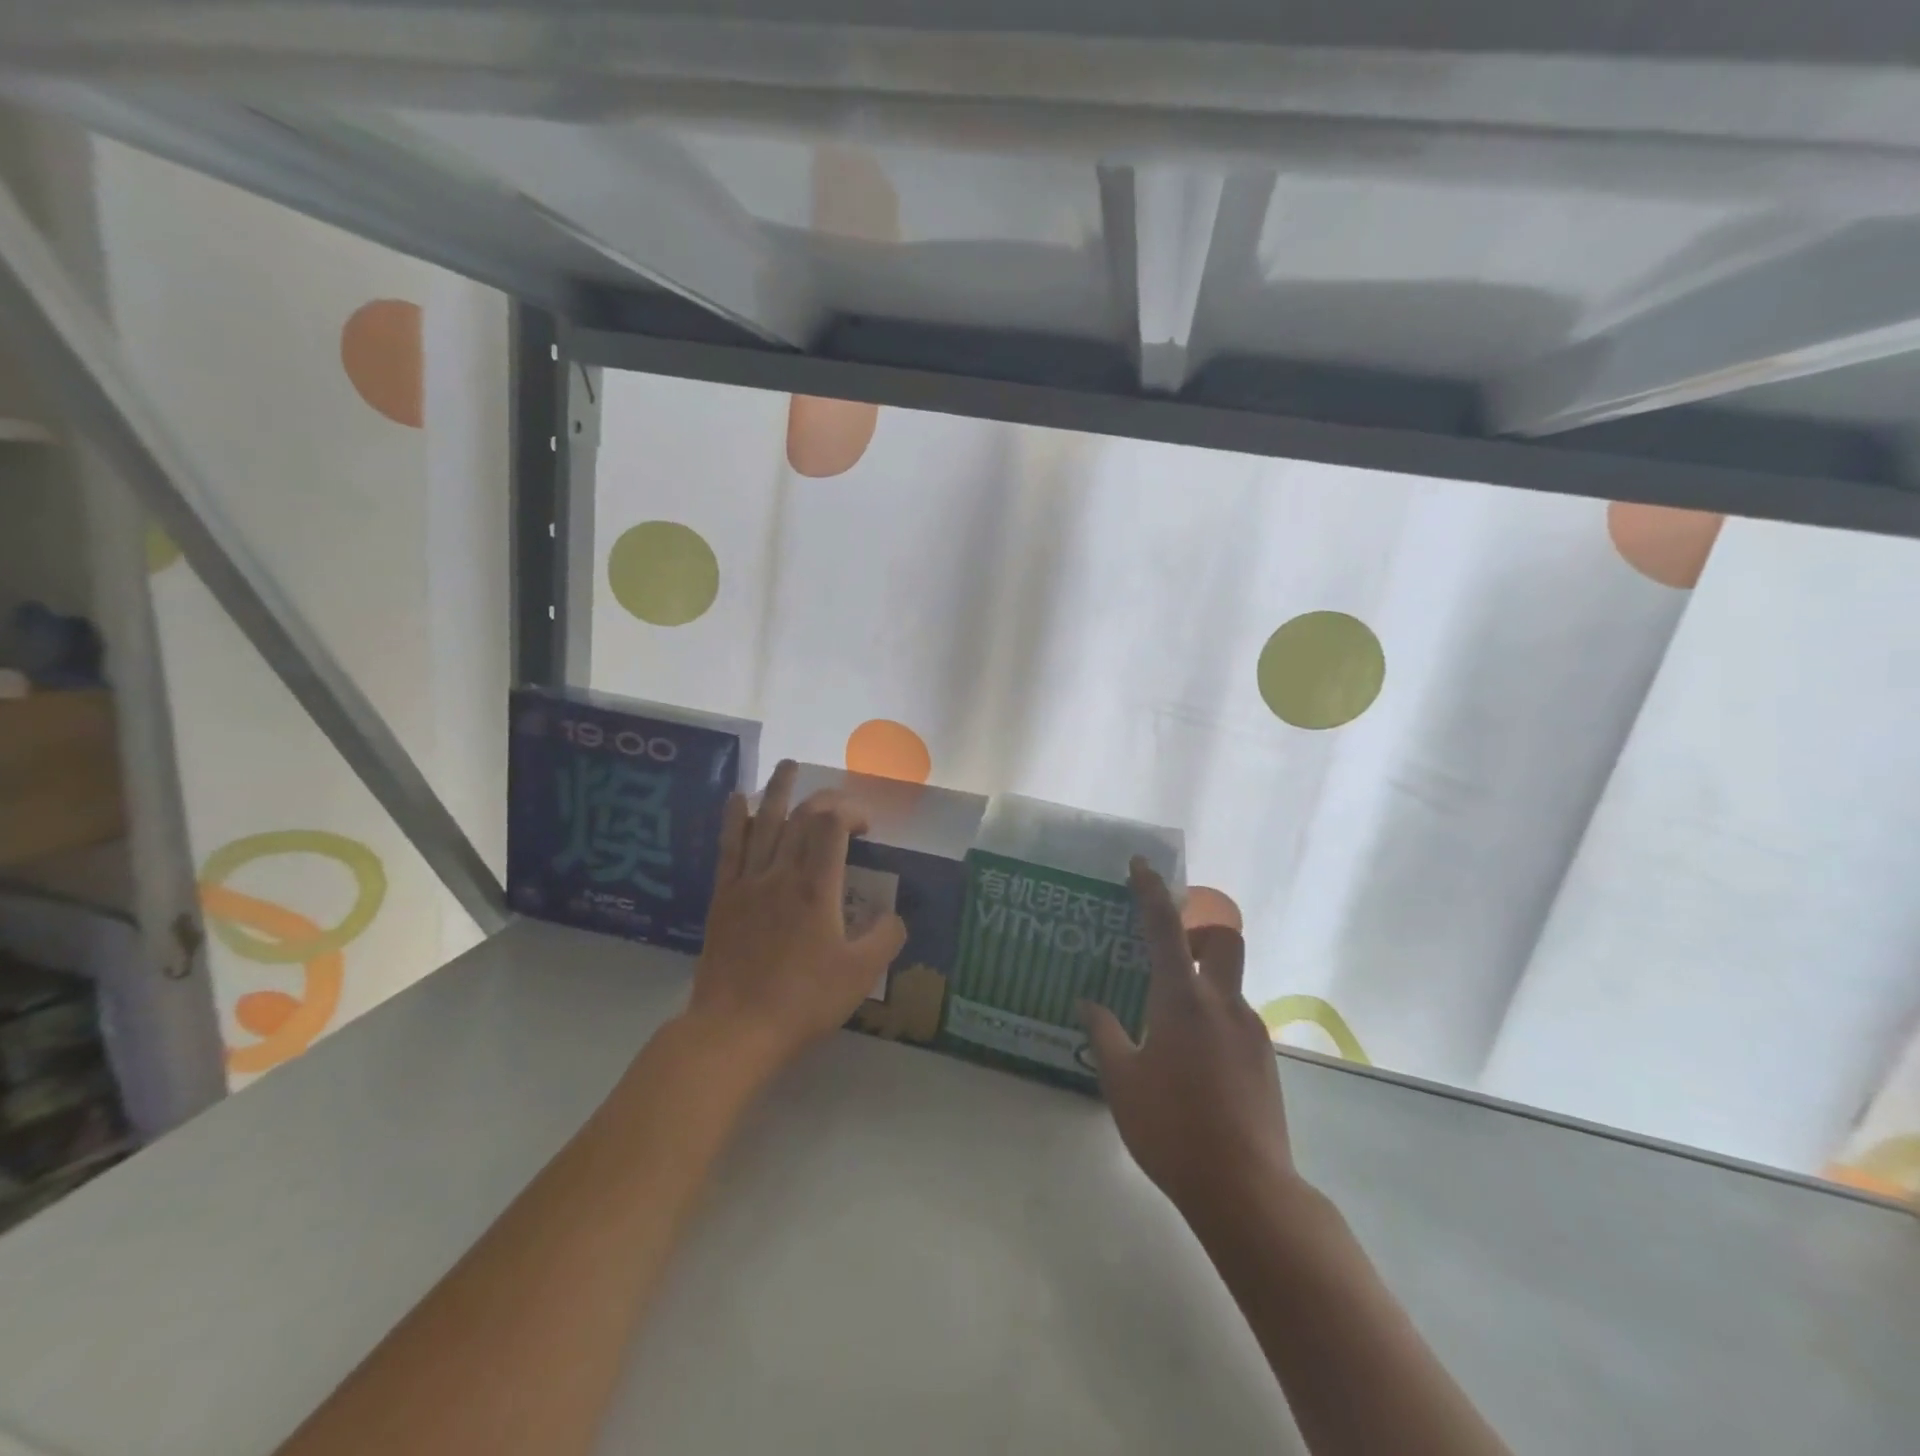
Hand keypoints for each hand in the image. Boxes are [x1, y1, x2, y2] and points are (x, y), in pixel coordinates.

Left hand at [685, 761, 906, 1077]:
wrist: (735, 1029)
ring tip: (788, 765)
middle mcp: (781, 873)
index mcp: (816, 888)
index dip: (852, 811)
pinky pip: (729, 847)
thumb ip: (885, 938)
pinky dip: (735, 818)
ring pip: (763, 821)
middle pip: (801, 816)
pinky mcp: (723, 897)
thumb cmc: (803, 1001)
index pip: (832, 825)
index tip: (866, 827)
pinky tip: (737, 799)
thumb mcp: (860, 975)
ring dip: (778, 790)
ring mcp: (748, 882)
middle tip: (841, 802)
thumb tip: (894, 915)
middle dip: (824, 799)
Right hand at [1081, 859, 1298, 1222]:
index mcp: (1182, 999)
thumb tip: (1088, 1003)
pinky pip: (1235, 1018)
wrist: (1247, 1190)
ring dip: (1200, 982)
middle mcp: (1223, 1003)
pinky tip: (1192, 1060)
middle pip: (1222, 938)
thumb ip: (1104, 1033)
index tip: (1141, 865)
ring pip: (1228, 983)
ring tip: (1168, 1023)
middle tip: (1167, 951)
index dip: (1151, 891)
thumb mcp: (1122, 1080)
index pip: (1165, 927)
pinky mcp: (1265, 1059)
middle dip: (1197, 929)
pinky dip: (1212, 1018)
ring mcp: (1251, 1031)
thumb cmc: (1172, 1128)